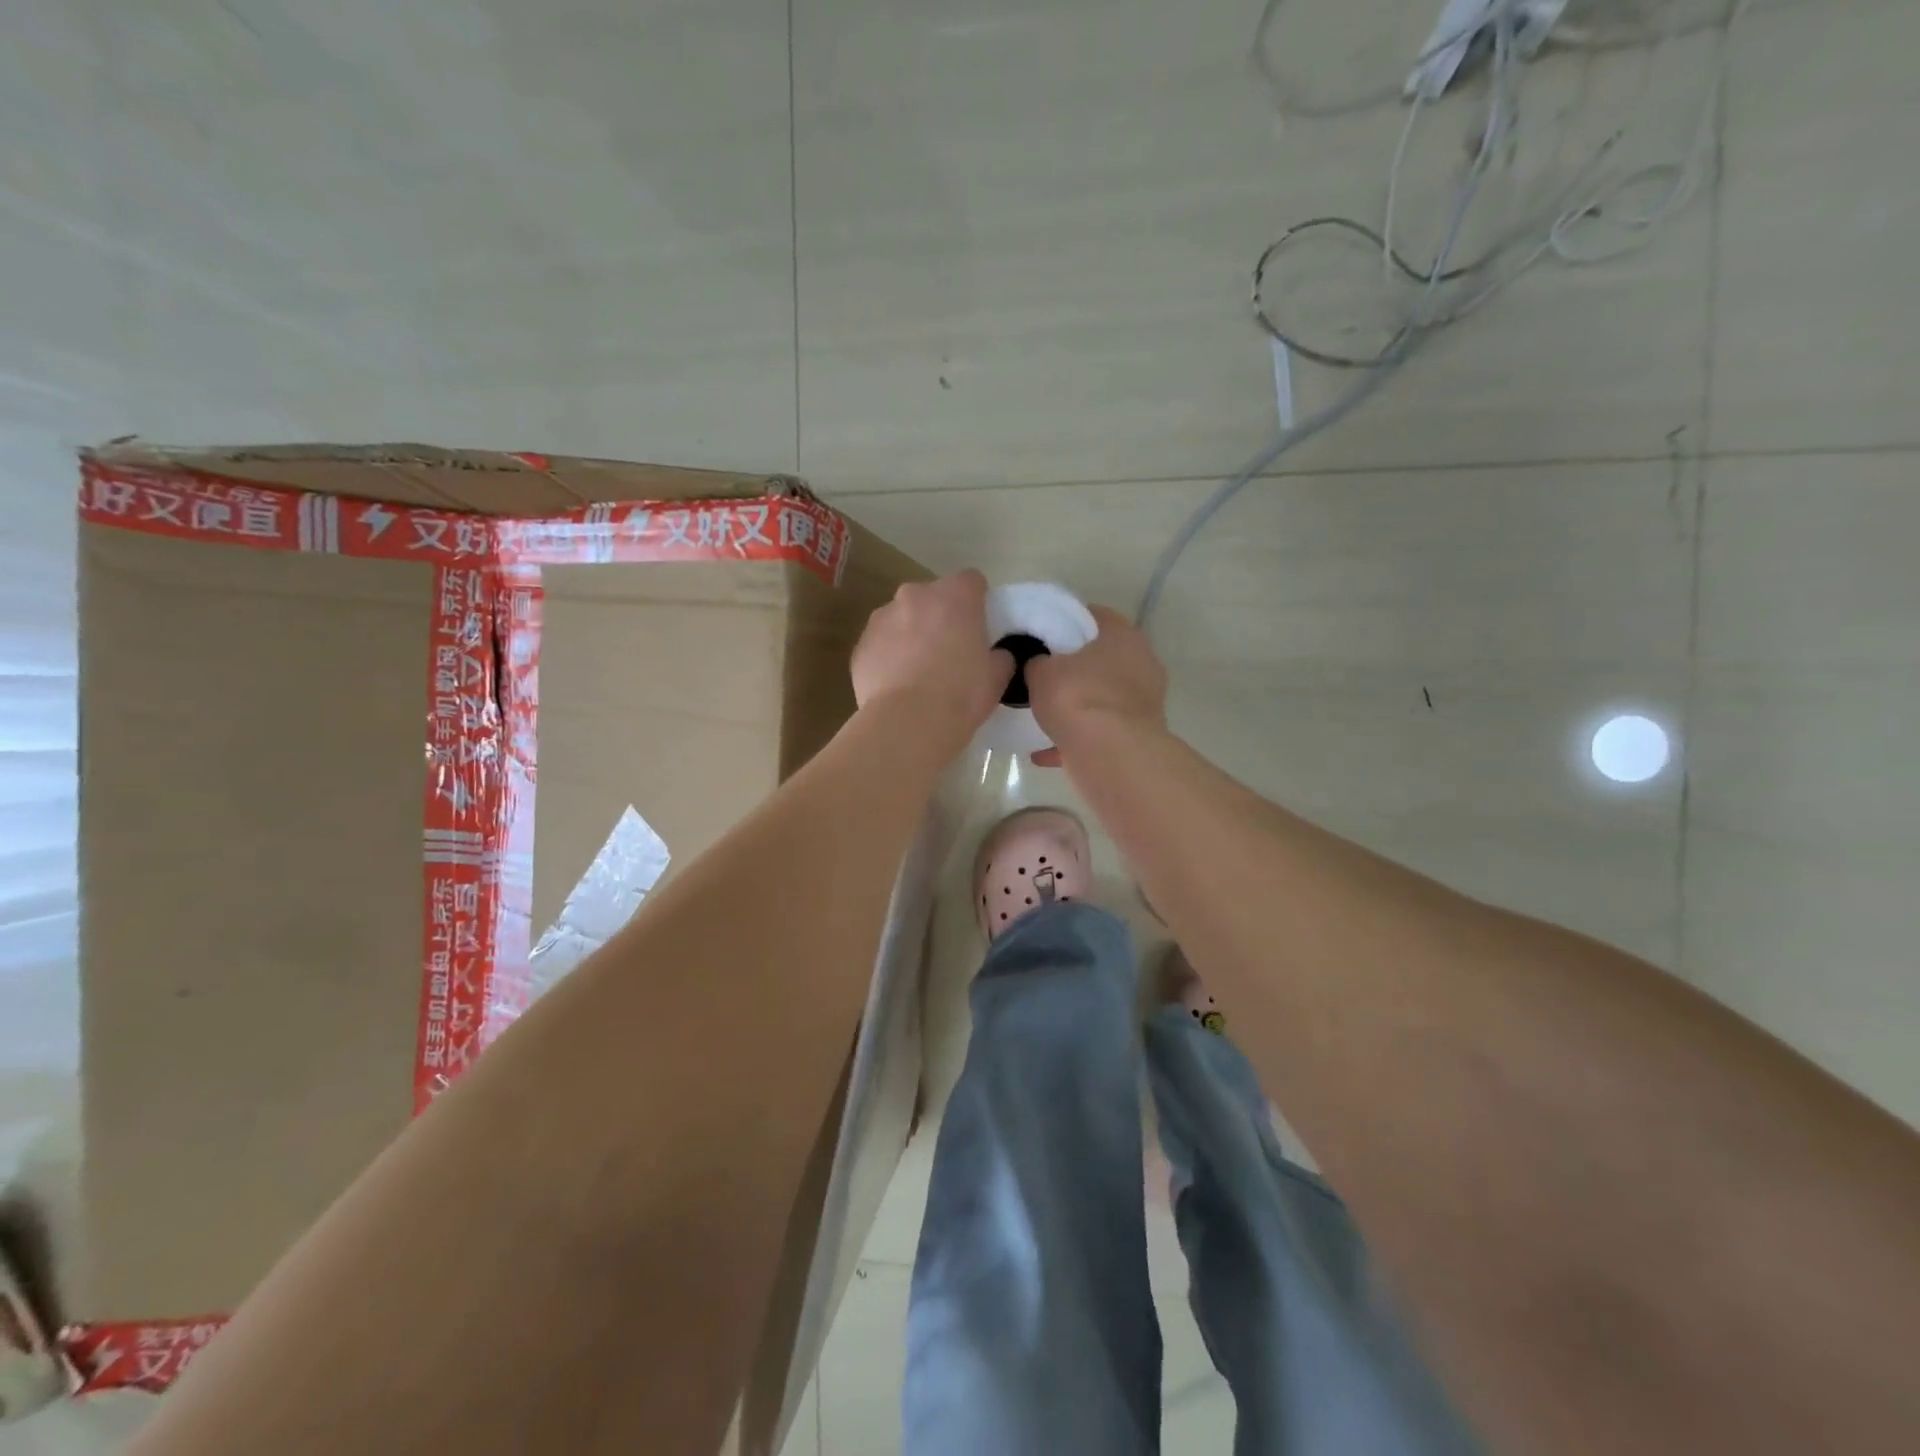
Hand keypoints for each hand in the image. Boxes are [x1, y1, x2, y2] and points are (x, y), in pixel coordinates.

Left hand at [852, 570, 1012, 734]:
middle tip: (949, 652)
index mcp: (955, 596)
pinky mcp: (860, 644)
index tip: (979, 626)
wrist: (908, 722)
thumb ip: (999, 656)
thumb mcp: (996, 676)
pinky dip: (888, 656)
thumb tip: (995, 655)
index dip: (977, 602)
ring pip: (902, 618)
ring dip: (911, 634)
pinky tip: (896, 685)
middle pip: (932, 597)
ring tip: (918, 672)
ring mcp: (882, 617)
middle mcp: (915, 595)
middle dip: (940, 616)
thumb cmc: (961, 694)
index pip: (971, 581)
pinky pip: (880, 643)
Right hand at [1026, 605, 1167, 767]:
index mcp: (1124, 636)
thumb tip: (1037, 664)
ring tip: (1045, 714)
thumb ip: (1037, 662)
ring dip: (1079, 706)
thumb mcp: (1040, 671)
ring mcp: (1145, 703)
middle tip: (1045, 674)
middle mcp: (1143, 664)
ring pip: (1104, 698)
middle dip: (1076, 667)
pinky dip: (1076, 739)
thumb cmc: (1077, 697)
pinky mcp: (1138, 736)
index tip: (1044, 634)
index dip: (1068, 622)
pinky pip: (1101, 731)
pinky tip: (1044, 751)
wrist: (1109, 755)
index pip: (1095, 616)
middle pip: (1104, 659)